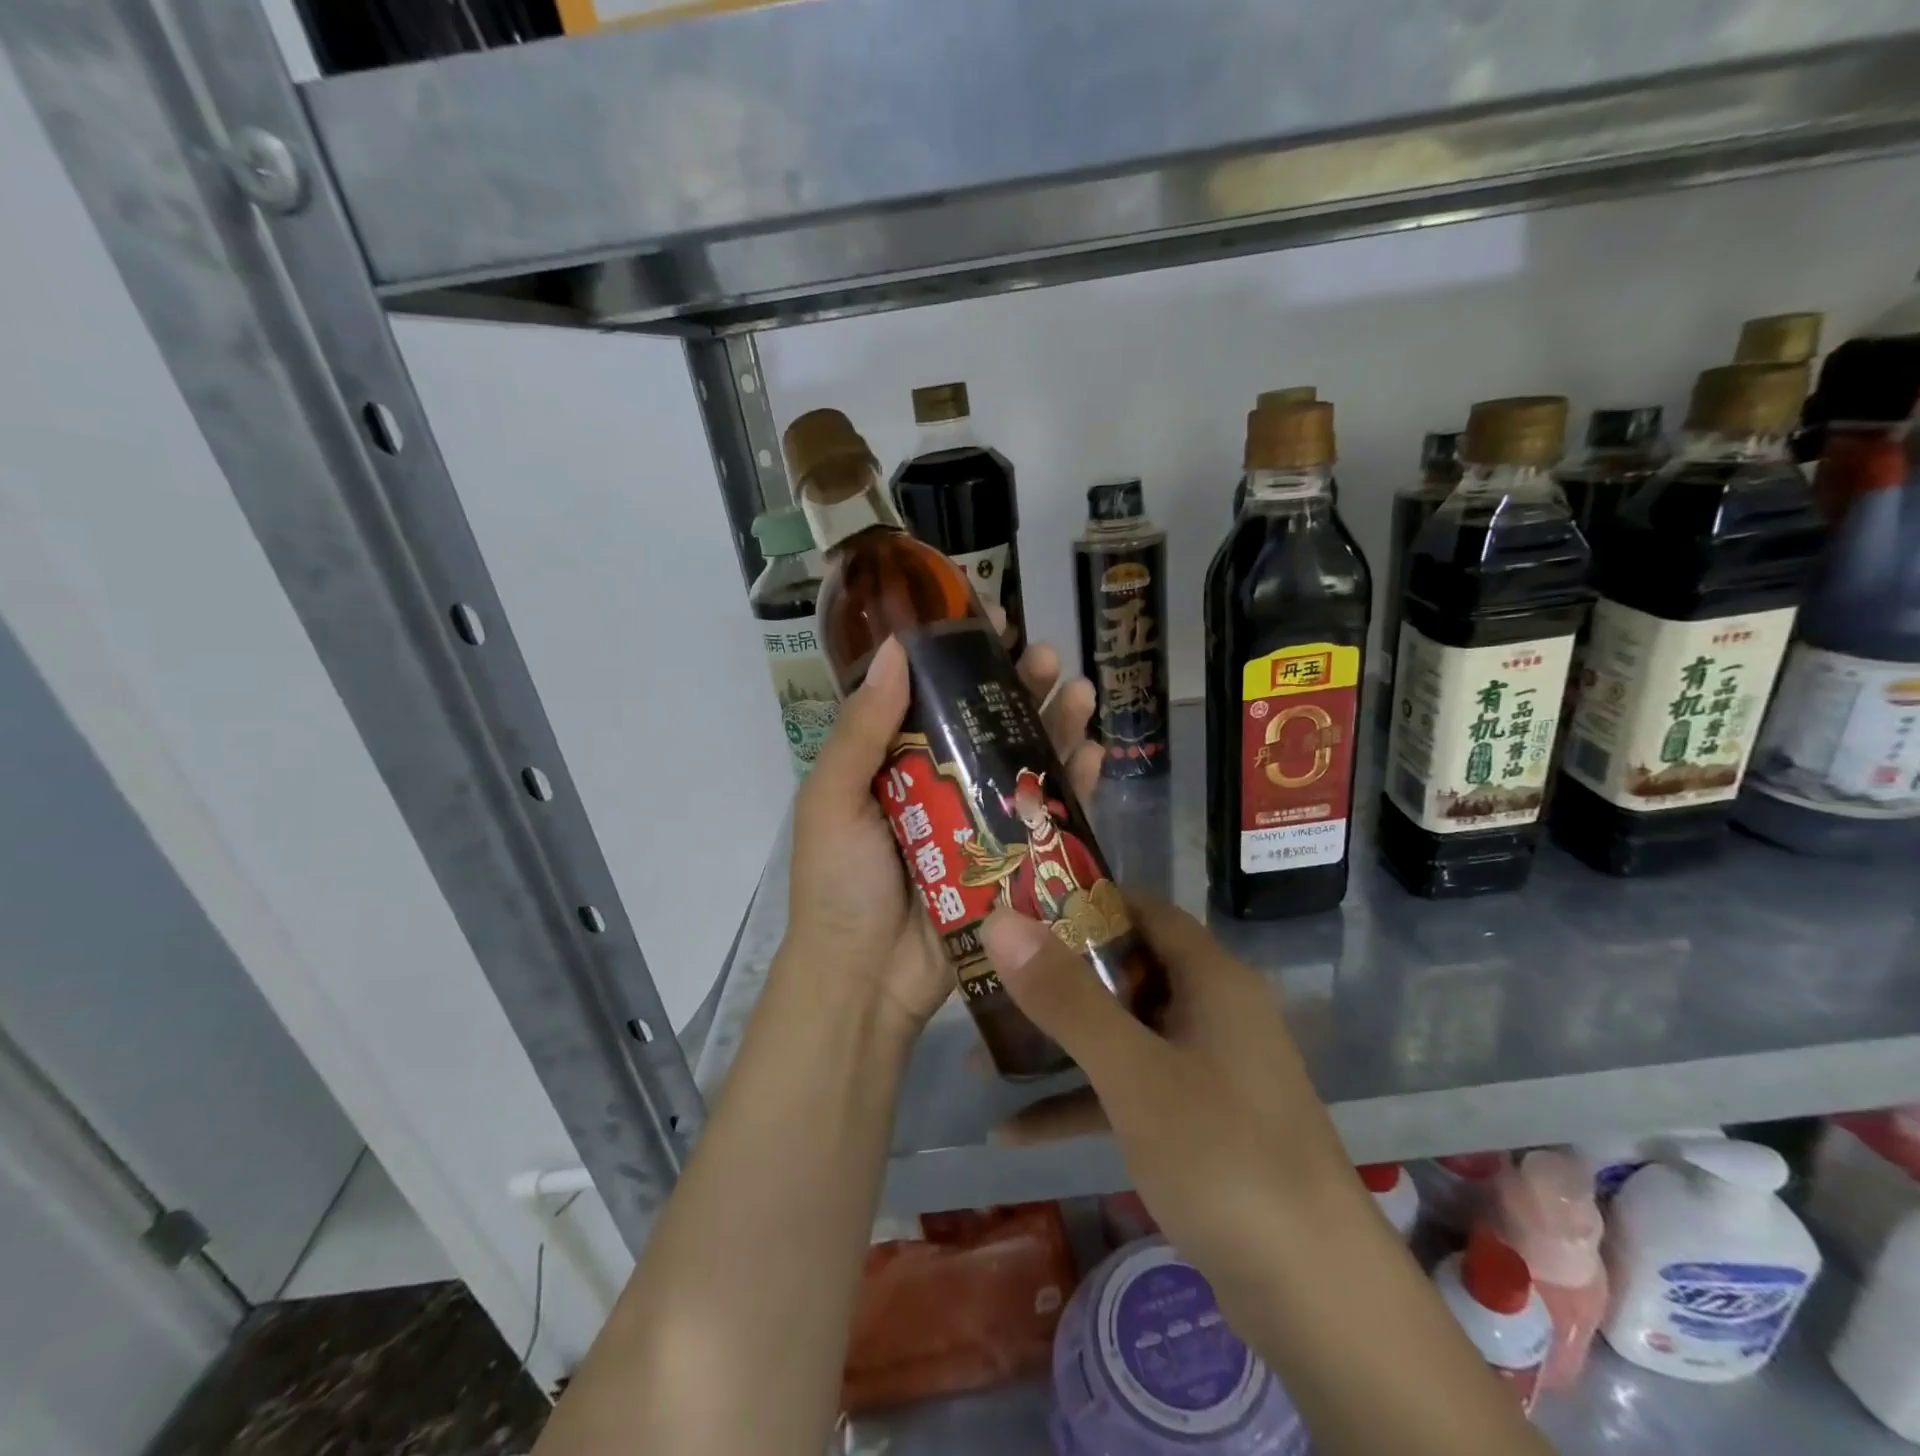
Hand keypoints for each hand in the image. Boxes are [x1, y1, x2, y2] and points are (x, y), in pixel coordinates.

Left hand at [781, 634, 1102, 1036]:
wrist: (865, 979)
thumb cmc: (839, 883)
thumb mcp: (833, 799)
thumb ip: (862, 730)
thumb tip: (892, 650)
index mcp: (895, 762)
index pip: (932, 695)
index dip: (961, 657)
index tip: (991, 620)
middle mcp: (941, 783)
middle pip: (988, 722)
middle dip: (1021, 686)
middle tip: (1046, 656)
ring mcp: (981, 821)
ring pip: (1026, 761)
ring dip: (1057, 723)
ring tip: (1081, 691)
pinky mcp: (1012, 860)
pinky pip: (1049, 814)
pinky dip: (1074, 783)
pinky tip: (1094, 752)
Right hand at [979, 897, 1365, 1307]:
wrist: (1317, 1301)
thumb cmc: (1225, 1158)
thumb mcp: (1134, 1072)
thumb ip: (1065, 997)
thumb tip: (1000, 919)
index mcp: (1212, 979)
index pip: (1141, 910)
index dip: (1081, 901)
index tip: (1017, 903)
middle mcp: (1213, 1012)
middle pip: (1126, 971)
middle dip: (1056, 975)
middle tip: (989, 971)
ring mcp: (1207, 1070)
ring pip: (1121, 1035)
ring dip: (1060, 1043)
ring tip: (985, 1047)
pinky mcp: (1199, 1124)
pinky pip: (1129, 1092)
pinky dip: (1080, 1103)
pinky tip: (1014, 1132)